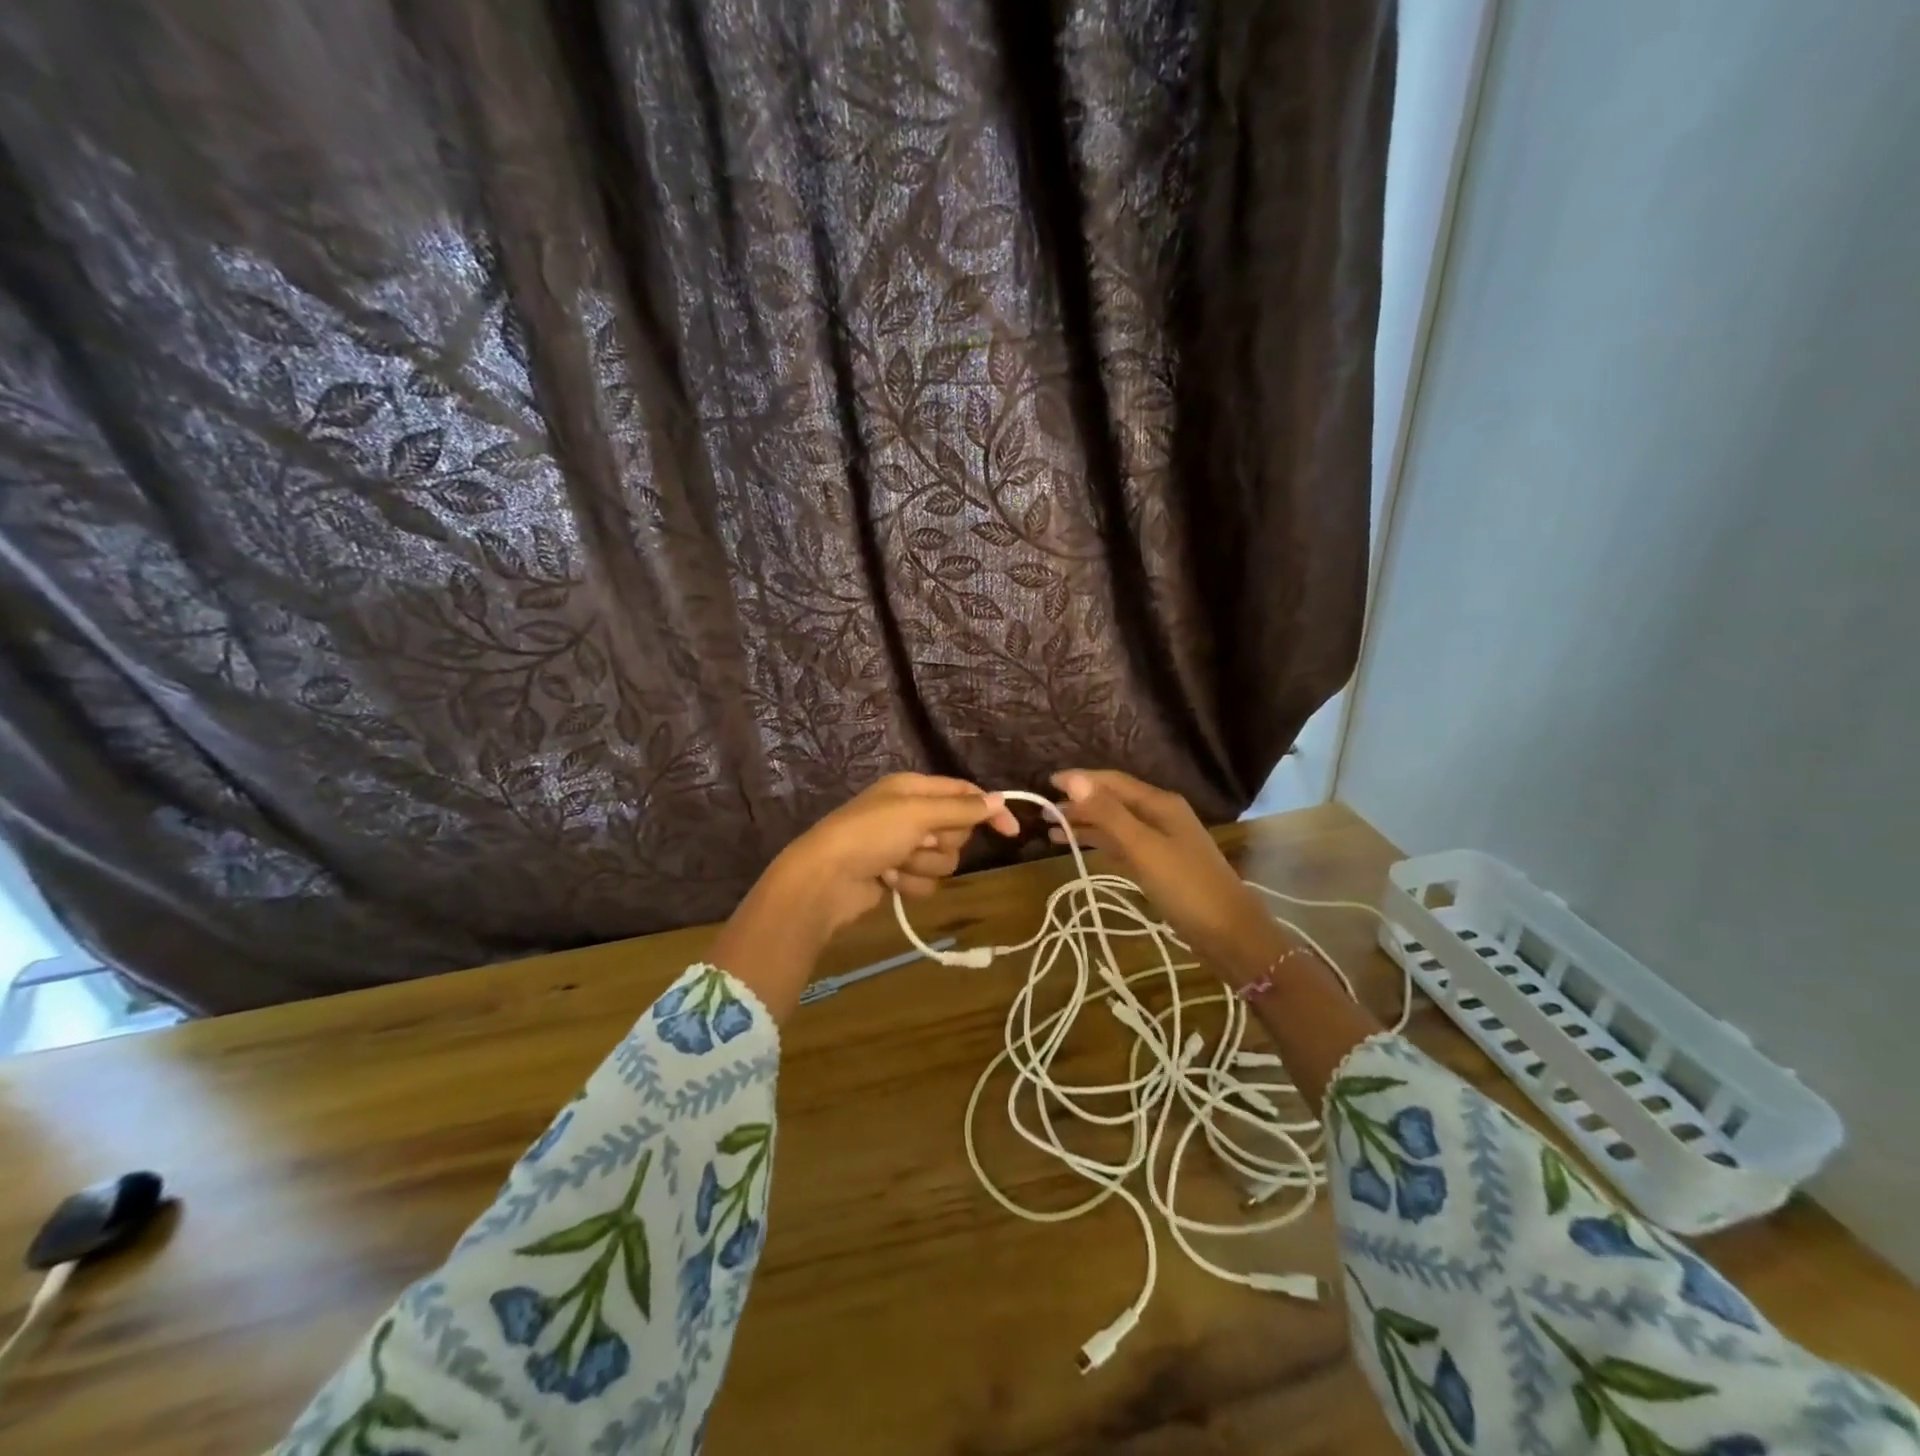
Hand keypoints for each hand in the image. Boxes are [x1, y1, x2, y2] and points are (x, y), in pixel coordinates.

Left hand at [709, 774, 1017, 1019]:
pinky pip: (926, 881)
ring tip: (896, 864)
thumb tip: (1000, 799)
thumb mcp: (918, 814)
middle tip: (917, 842)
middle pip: (957, 830)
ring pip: (945, 860)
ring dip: (923, 866)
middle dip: (942, 841)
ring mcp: (904, 846)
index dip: (988, 810)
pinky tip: (887, 881)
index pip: (965, 793)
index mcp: (914, 788)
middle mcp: (911, 814)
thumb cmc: (869, 834)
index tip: (1011, 832)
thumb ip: (962, 808)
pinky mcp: (898, 875)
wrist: (825, 879)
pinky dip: (910, 883)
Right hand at [1047, 769, 1278, 971]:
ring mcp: (1161, 841)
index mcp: (1159, 803)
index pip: (1112, 782)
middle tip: (1043, 812)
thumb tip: (1073, 779)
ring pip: (1115, 824)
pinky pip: (1123, 845)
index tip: (1047, 782)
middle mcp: (1160, 815)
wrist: (1229, 934)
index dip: (1080, 780)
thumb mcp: (1143, 847)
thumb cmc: (1186, 887)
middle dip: (1079, 804)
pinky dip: (1100, 843)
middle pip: (1113, 801)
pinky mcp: (1159, 865)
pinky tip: (1081, 848)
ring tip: (1052, 831)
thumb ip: (1108, 813)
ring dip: (1086, 824)